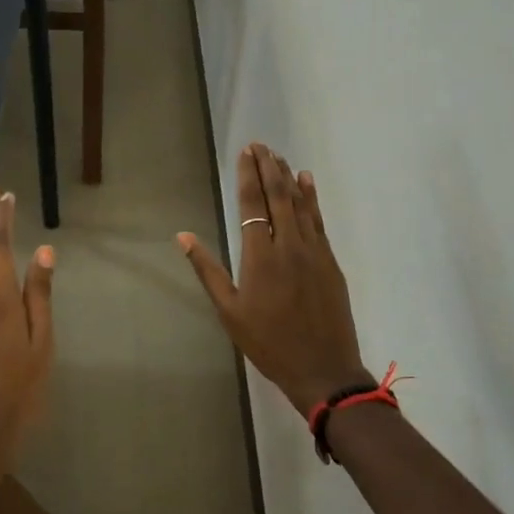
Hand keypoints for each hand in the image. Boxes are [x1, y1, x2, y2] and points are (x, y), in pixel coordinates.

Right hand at [178, 145, 372, 412]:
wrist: (323, 369)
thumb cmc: (268, 343)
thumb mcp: (229, 311)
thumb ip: (208, 270)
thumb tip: (183, 236)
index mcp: (260, 256)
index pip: (252, 205)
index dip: (248, 176)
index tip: (246, 152)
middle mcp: (288, 245)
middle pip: (279, 196)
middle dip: (268, 167)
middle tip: (260, 145)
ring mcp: (314, 251)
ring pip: (301, 204)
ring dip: (289, 177)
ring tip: (278, 156)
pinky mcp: (331, 261)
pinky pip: (319, 220)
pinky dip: (312, 198)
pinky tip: (307, 181)